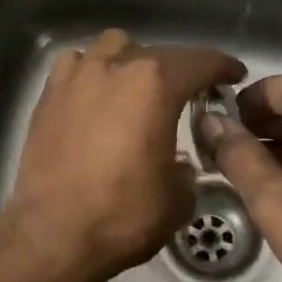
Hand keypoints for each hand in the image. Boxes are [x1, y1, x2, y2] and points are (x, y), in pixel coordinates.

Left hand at [0, 29, 243, 281]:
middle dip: (179, 70)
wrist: (51, 235)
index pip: (200, 62)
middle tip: (188, 93)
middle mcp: (115, 67)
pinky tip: (95, 96)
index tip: (233, 75)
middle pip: (157, 52)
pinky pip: (76, 65)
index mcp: (155, 85)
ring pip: (112, 47)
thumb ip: (186, 167)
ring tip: (136, 88)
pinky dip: (91, 73)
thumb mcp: (177, 198)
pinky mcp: (48, 95)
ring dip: (131, 61)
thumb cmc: (122, 215)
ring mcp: (76, 77)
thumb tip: (177, 162)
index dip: (222, 67)